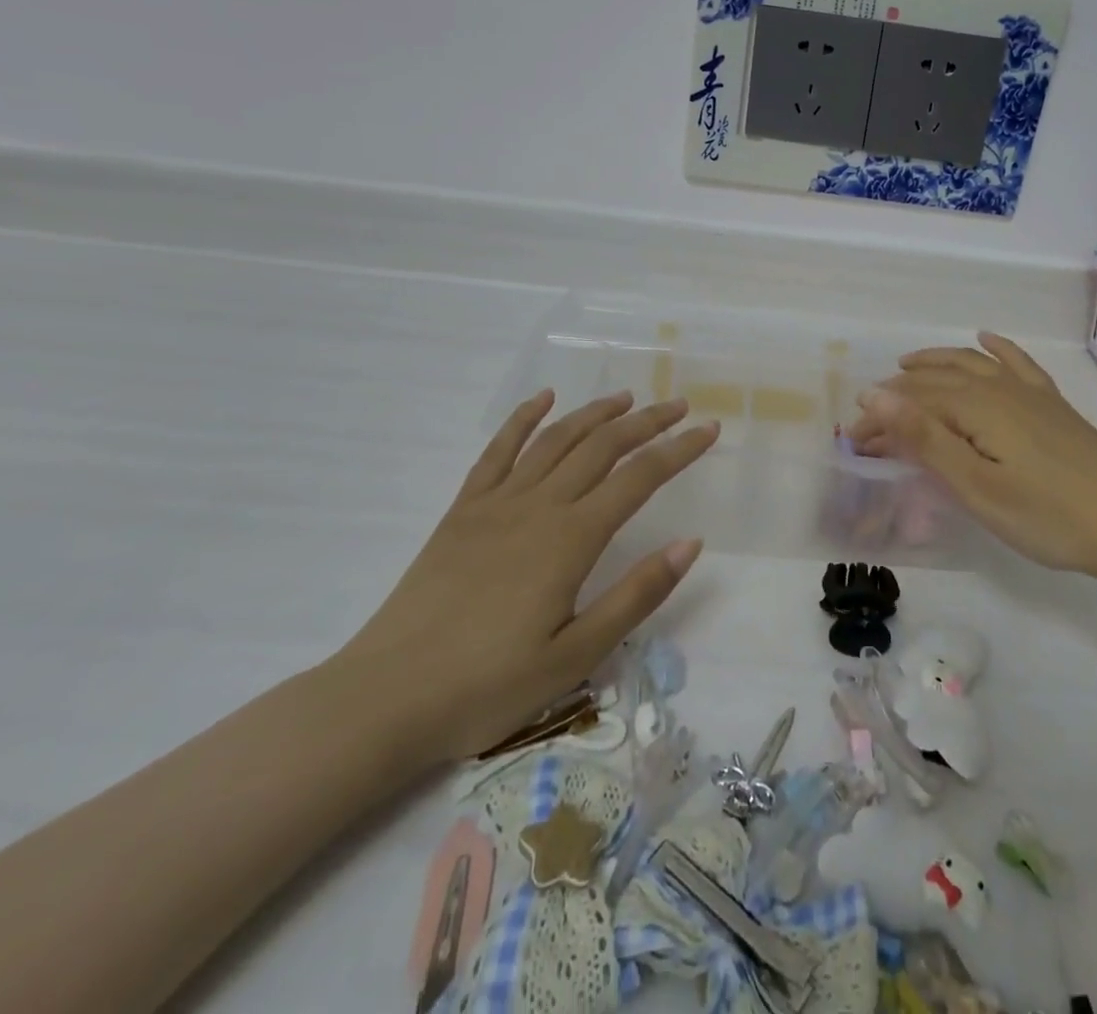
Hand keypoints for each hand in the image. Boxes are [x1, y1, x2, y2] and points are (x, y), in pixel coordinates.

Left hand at [328, 390, 716, 770]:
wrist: (386, 698)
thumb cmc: (488, 686)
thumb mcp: (576, 654)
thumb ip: (636, 594)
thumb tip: (691, 542)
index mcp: (570, 539)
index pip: (639, 478)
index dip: (679, 450)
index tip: (709, 430)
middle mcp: (538, 506)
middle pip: (602, 447)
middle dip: (646, 422)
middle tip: (679, 406)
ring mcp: (496, 502)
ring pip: (556, 440)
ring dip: (595, 413)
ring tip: (626, 399)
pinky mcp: (463, 511)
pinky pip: (498, 451)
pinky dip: (524, 419)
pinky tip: (543, 400)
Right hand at [849, 333, 1096, 587]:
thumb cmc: (1046, 516)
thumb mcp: (975, 485)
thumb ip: (923, 438)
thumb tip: (874, 394)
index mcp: (974, 406)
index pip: (911, 402)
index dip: (878, 419)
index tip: (852, 444)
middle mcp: (998, 387)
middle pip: (935, 381)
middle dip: (897, 396)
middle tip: (869, 421)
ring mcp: (1029, 392)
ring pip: (970, 363)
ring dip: (934, 362)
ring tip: (907, 365)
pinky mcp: (1052, 404)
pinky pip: (1017, 362)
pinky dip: (996, 348)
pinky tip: (986, 339)